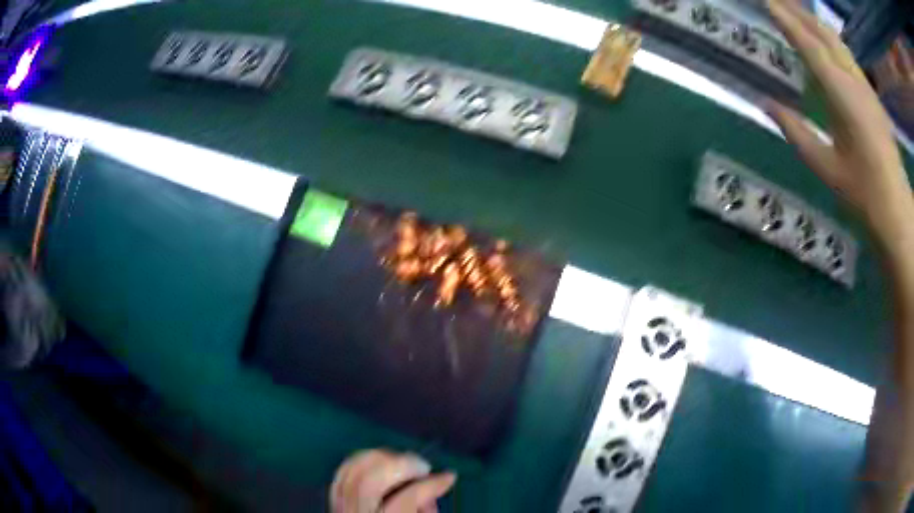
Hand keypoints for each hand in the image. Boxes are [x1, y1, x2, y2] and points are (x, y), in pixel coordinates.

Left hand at [330, 449, 455, 512]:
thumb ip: (425, 509)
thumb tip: (431, 491)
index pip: (404, 500)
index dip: (429, 486)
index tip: (449, 476)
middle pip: (370, 481)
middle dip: (399, 465)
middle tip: (422, 466)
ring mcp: (340, 507)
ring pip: (353, 471)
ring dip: (381, 458)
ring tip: (404, 462)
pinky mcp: (335, 500)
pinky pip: (342, 473)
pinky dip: (361, 461)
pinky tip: (381, 462)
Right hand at [764, 0, 913, 246]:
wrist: (897, 213)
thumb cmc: (864, 195)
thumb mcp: (826, 168)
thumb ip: (796, 131)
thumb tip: (766, 103)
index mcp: (843, 97)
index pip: (810, 46)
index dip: (786, 21)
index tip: (766, 2)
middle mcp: (855, 82)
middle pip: (824, 34)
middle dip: (798, 11)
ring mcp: (866, 86)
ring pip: (837, 40)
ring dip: (814, 20)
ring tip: (794, 9)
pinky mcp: (872, 95)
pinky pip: (847, 54)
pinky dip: (830, 38)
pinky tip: (823, 38)